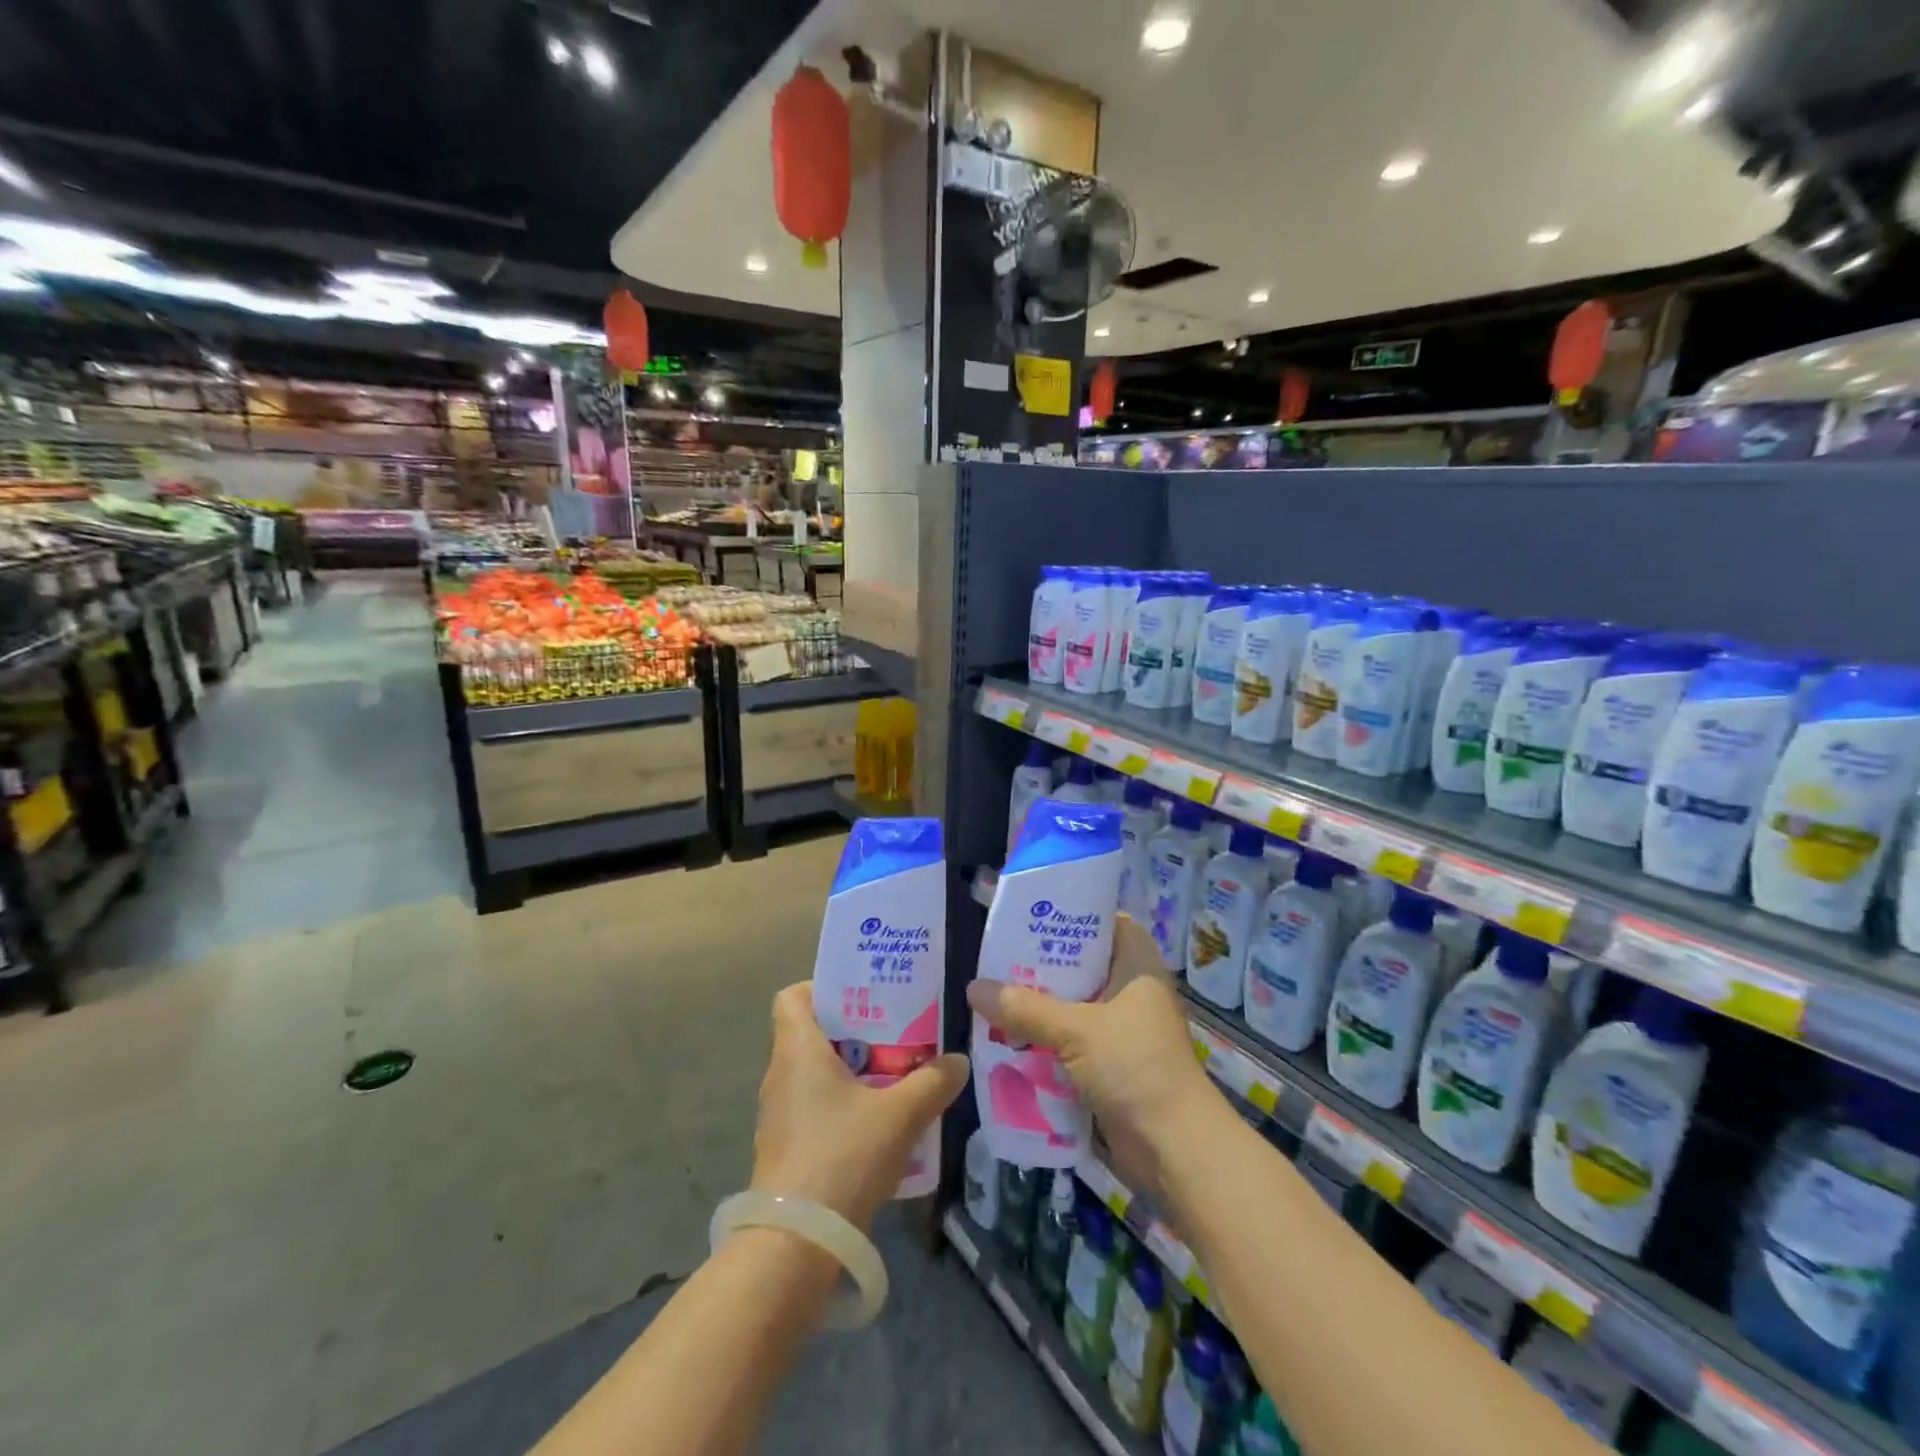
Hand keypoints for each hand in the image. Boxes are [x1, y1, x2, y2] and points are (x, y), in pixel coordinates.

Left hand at [751, 983, 969, 1230]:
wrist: (795, 1245)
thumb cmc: (841, 1157)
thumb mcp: (899, 1115)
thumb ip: (932, 1082)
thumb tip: (958, 1060)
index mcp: (797, 1050)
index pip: (793, 996)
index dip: (823, 988)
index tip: (863, 995)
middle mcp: (781, 1075)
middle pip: (813, 1034)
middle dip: (855, 1031)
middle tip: (896, 1032)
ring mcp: (779, 1115)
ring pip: (816, 1074)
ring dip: (853, 1071)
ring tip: (895, 1076)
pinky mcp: (787, 1149)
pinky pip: (816, 1109)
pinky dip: (844, 1106)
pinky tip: (880, 1125)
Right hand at [966, 915, 1216, 1199]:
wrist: (1175, 1148)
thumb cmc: (1134, 1066)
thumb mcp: (1075, 1030)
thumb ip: (1024, 1007)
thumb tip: (972, 988)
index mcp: (1136, 964)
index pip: (1104, 921)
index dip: (1070, 914)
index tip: (1029, 915)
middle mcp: (1131, 989)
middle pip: (1081, 964)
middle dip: (1041, 966)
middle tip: (996, 958)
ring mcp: (1123, 1028)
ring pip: (1073, 1004)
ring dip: (1039, 1006)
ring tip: (993, 996)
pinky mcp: (1112, 1063)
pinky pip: (1072, 1039)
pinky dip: (1046, 1038)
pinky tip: (1009, 1037)